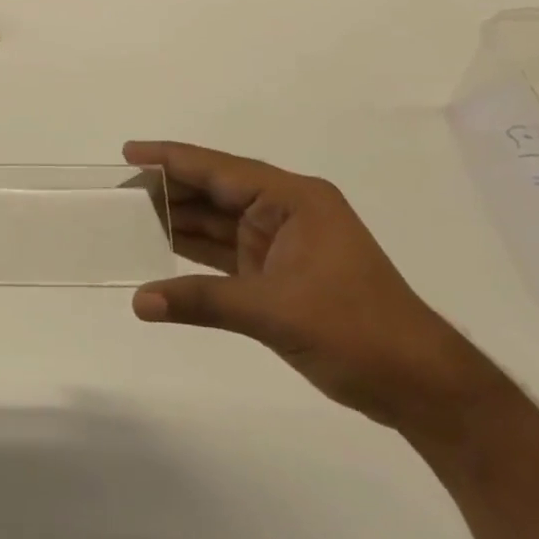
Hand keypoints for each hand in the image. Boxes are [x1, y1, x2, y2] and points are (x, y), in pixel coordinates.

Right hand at [127, 141, 489, 430]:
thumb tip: (139, 301)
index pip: (220, 169)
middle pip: (215, 192)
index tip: (129, 152)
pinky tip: (161, 249)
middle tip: (118, 190)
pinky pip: (226, 253)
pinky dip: (195, 253)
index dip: (172, 159)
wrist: (420, 386)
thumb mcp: (275, 312)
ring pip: (218, 222)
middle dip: (169, 190)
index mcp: (294, 200)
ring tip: (128, 216)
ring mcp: (281, 243)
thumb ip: (203, 301)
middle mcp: (285, 212)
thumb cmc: (357, 330)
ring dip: (179, 221)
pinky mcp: (278, 274)